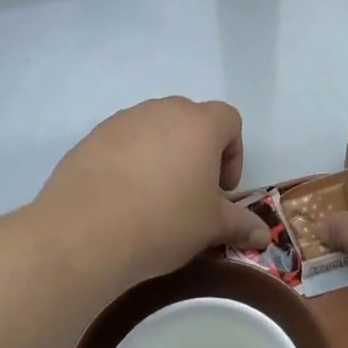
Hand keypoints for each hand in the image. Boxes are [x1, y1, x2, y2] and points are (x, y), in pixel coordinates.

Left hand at [34, 98, 269, 286]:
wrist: (84, 233)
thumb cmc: (163, 222)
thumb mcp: (209, 227)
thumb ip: (240, 224)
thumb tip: (263, 235)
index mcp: (200, 124)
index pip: (229, 120)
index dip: (232, 153)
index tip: (221, 189)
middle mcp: (163, 111)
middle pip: (191, 120)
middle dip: (197, 151)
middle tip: (191, 191)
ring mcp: (124, 121)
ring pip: (154, 129)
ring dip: (162, 153)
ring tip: (153, 196)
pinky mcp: (92, 137)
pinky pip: (122, 142)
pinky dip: (129, 161)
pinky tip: (121, 198)